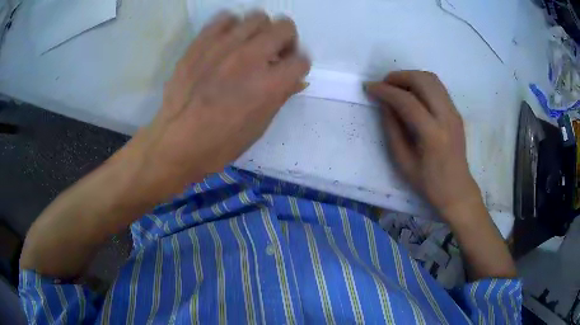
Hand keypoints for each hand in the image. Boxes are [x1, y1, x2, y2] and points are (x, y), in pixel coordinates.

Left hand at [140, 11, 309, 183]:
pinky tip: (227, 41)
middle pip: (285, 27)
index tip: (288, 72)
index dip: (298, 66)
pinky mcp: (201, 42)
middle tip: (273, 54)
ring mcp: (224, 46)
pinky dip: (232, 26)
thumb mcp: (260, 126)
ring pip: (257, 17)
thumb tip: (296, 79)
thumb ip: (281, 96)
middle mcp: (251, 58)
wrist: (177, 141)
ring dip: (260, 30)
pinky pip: (225, 17)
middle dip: (286, 40)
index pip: (301, 59)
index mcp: (270, 84)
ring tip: (249, 46)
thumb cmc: (221, 143)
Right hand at [365, 71, 480, 220]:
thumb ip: (392, 129)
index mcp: (433, 134)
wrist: (457, 189)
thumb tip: (385, 104)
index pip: (407, 101)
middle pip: (422, 81)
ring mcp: (454, 112)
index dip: (385, 91)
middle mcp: (446, 117)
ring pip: (432, 79)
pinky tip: (412, 93)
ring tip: (396, 86)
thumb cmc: (428, 182)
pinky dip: (421, 83)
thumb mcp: (403, 162)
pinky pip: (438, 87)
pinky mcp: (456, 112)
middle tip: (384, 84)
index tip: (370, 87)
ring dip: (411, 77)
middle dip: (399, 77)